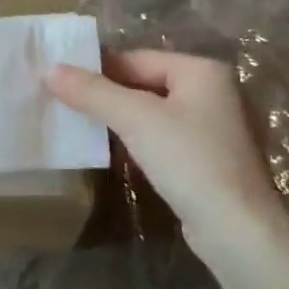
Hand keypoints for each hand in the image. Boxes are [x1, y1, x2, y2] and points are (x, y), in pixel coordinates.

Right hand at [47, 50, 283, 249]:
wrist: (237, 229)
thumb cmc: (189, 160)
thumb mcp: (135, 119)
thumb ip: (93, 92)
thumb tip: (51, 70)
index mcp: (202, 70)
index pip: (137, 59)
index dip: (98, 70)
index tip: (61, 83)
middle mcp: (214, 91)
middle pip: (146, 83)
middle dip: (108, 95)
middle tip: (66, 105)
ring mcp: (216, 127)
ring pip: (155, 113)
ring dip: (121, 119)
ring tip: (83, 127)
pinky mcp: (211, 159)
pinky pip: (166, 138)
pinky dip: (141, 141)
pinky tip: (117, 153)